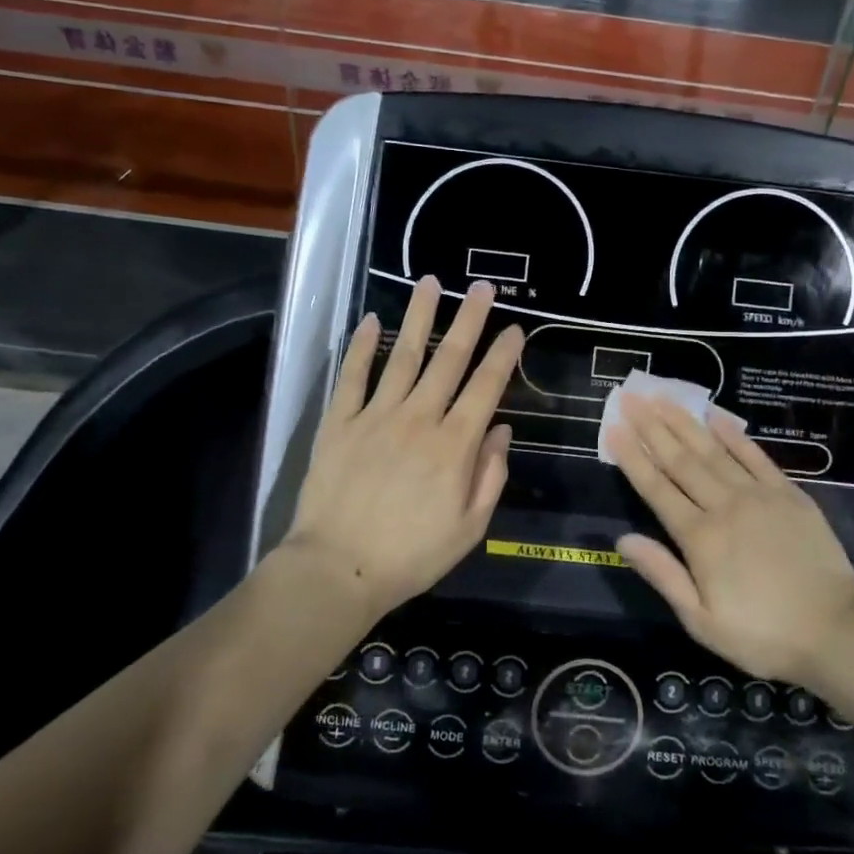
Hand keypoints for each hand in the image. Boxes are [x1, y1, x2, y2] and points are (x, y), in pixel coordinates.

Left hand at [284, 277, 523, 620]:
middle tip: (482, 287)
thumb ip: (490, 475)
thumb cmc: (412, 555)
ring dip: (419, 316)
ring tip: (431, 283)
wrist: (338, 570)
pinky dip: (360, 346)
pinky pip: (352, 376)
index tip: (515, 329)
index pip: (486, 387)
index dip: (503, 355)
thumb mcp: (470, 527)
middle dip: (470, 320)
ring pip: (403, 355)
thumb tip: (500, 430)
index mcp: (454, 445)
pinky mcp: (340, 422)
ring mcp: (376, 415)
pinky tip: (369, 320)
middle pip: (450, 359)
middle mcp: (419, 418)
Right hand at [607, 396, 853, 690]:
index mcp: (700, 538)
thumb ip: (663, 574)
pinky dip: (734, 434)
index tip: (612, 428)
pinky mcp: (788, 494)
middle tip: (630, 397)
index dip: (632, 457)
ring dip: (684, 422)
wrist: (837, 631)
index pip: (656, 488)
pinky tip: (716, 416)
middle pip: (680, 460)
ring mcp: (759, 495)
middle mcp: (724, 506)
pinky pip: (755, 456)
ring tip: (662, 397)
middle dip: (652, 427)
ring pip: (713, 450)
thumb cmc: (763, 635)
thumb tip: (623, 539)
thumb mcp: (702, 621)